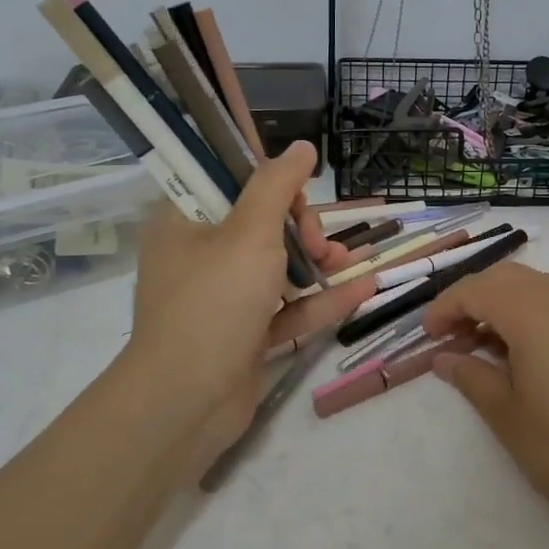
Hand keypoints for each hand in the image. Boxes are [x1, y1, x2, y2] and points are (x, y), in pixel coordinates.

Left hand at [121, 142, 374, 479]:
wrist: (186, 402)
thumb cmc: (214, 302)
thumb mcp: (249, 233)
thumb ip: (277, 185)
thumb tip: (301, 146)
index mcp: (184, 220)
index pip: (226, 179)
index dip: (267, 178)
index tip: (299, 190)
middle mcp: (199, 254)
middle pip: (259, 221)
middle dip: (300, 226)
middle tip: (318, 242)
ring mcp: (221, 297)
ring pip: (276, 265)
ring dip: (316, 261)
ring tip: (348, 263)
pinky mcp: (243, 333)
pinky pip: (286, 307)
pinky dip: (319, 299)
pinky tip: (364, 289)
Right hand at [419, 264, 548, 517]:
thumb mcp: (508, 416)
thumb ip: (471, 378)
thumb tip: (444, 359)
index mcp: (531, 312)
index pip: (475, 289)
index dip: (445, 307)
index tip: (428, 335)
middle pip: (504, 277)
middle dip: (471, 298)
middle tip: (452, 336)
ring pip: (534, 284)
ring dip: (502, 302)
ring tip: (486, 342)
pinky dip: (531, 310)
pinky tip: (528, 348)